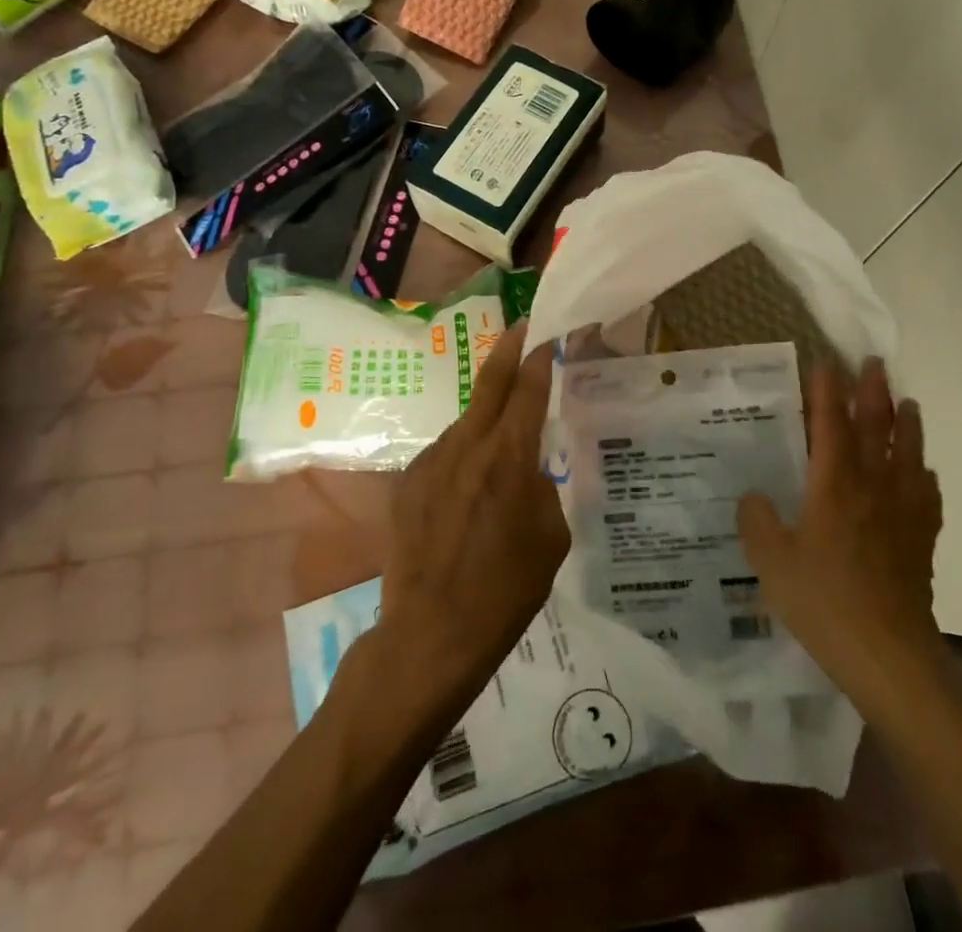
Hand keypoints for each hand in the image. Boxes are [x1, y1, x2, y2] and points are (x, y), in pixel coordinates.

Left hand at [375, 323, 568, 696]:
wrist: (431, 633)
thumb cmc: (506, 589)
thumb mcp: (550, 537)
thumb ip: (542, 487)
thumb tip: (529, 470)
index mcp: (509, 456)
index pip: (529, 388)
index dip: (542, 357)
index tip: (552, 336)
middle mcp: (468, 444)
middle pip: (491, 381)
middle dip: (510, 349)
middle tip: (524, 328)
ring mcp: (433, 460)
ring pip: (468, 421)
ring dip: (487, 418)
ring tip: (502, 446)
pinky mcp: (409, 480)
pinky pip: (446, 454)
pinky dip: (464, 456)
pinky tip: (469, 492)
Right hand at [737, 359, 944, 698]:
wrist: (888, 655)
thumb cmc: (825, 602)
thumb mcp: (772, 563)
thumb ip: (758, 523)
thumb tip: (753, 496)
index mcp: (834, 486)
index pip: (831, 425)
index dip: (828, 392)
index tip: (827, 363)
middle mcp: (871, 488)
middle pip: (875, 429)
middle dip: (873, 393)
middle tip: (874, 363)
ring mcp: (902, 514)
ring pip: (908, 456)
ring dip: (907, 425)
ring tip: (908, 403)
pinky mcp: (921, 541)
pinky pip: (927, 497)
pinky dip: (926, 477)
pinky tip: (925, 473)